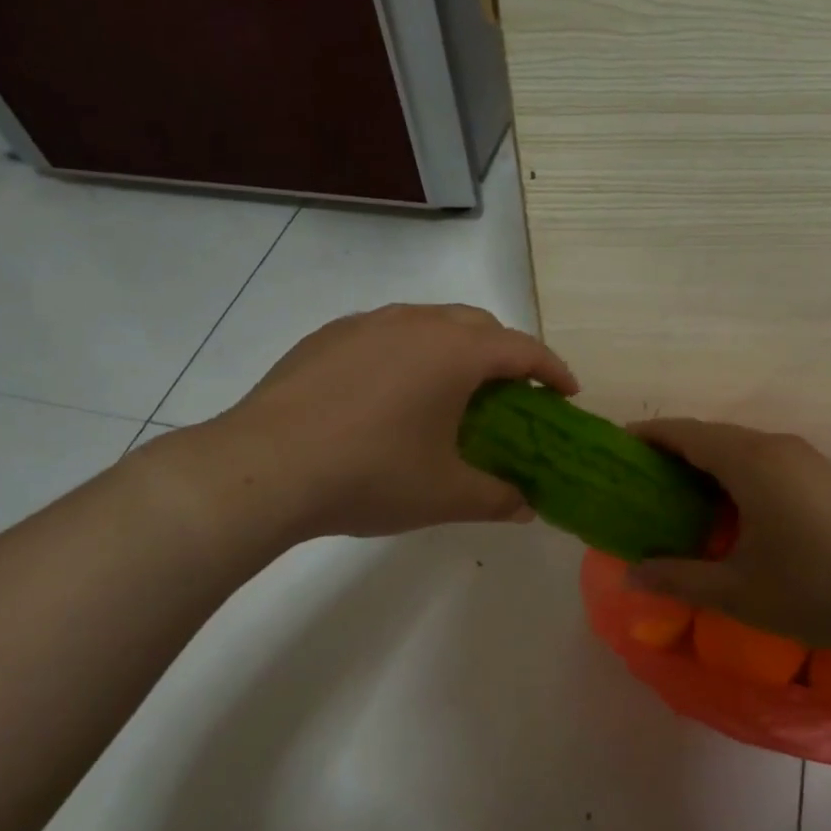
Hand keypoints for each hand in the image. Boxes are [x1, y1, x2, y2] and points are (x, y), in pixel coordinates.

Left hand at [166, 305, 577, 550]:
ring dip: (455, 347)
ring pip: (429, 322)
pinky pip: (386, 333)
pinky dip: (408, 352)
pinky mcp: (327, 336)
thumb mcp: (445, 495)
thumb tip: (526, 508)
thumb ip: (497, 498)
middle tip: (512, 392)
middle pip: (479, 325)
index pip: (522, 349)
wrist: (263, 468)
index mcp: (455, 352)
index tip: (567, 392)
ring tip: (452, 388)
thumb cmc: (371, 475)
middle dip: (505, 352)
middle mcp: (416, 323)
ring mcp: (367, 324)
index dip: (552, 369)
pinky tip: (391, 391)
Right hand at [625, 420, 830, 652]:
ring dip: (708, 463)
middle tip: (641, 480)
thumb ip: (678, 578)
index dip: (649, 435)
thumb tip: (630, 575)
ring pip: (742, 447)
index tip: (618, 446)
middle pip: (713, 436)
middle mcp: (776, 447)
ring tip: (679, 496)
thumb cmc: (816, 591)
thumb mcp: (737, 591)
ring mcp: (806, 459)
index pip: (686, 433)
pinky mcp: (825, 476)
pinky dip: (737, 473)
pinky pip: (766, 461)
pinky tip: (732, 510)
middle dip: (674, 451)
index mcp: (750, 462)